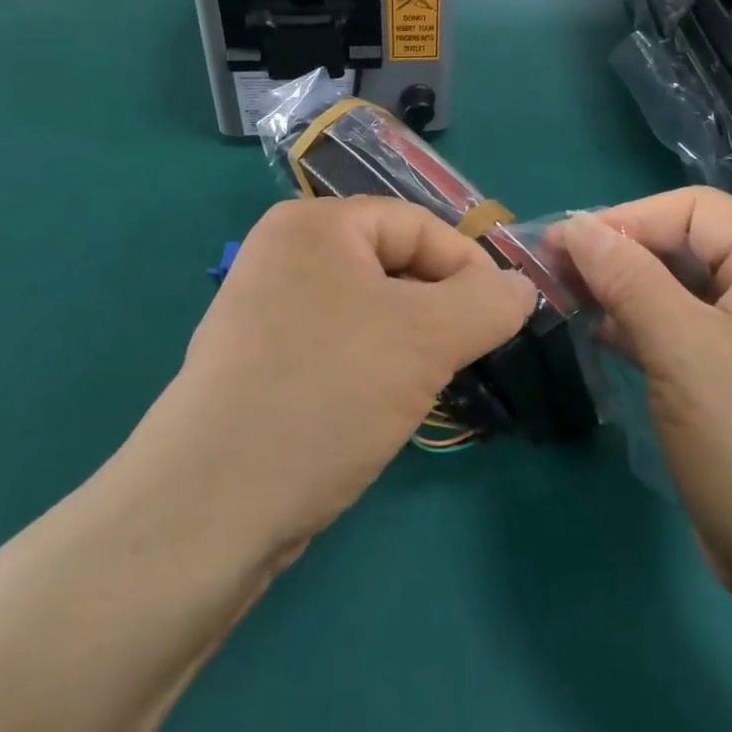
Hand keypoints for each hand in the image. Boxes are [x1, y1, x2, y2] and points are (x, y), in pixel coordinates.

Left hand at [130, 197, 534, 561]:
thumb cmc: (325, 394)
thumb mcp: (425, 338)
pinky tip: (378, 409)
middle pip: (394, 266)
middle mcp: (285, 254)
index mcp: (314, 223)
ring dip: (409, 345)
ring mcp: (266, 309)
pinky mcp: (261, 362)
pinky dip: (372, 368)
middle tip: (463, 360)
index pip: (418, 225)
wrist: (209, 508)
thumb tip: (521, 288)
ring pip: (370, 311)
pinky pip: (339, 345)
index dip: (468, 268)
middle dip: (438, 311)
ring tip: (424, 388)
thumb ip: (488, 303)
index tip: (502, 322)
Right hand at [558, 188, 731, 602]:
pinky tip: (607, 337)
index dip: (627, 219)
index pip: (695, 211)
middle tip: (558, 273)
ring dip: (627, 291)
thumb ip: (627, 278)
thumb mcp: (683, 351)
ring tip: (571, 301)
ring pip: (685, 292)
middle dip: (622, 255)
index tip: (565, 245)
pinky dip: (647, 328)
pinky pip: (691, 334)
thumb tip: (576, 226)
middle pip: (689, 247)